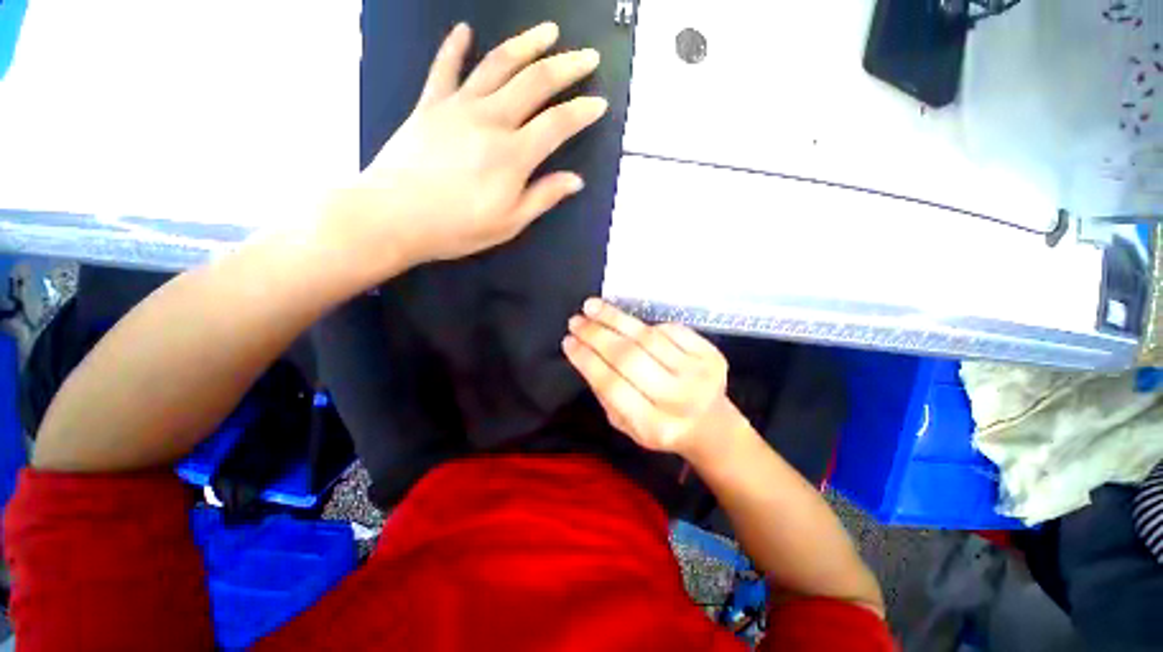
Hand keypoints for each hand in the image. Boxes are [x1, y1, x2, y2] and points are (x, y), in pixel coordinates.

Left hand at [327, 22, 607, 273]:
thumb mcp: (508, 223)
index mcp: (513, 154)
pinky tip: (464, 30)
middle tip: (587, 56)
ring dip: (526, 44)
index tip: (600, 103)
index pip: (558, 123)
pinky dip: (455, 46)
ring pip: (498, 64)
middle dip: (566, 66)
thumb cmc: (456, 227)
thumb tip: (575, 180)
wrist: (392, 216)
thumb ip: (543, 197)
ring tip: (548, 31)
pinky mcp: (430, 104)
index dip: (583, 111)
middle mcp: (491, 120)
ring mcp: (458, 106)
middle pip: (534, 82)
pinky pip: (445, 67)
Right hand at [562, 298, 746, 463]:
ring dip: (615, 319)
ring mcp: (699, 374)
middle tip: (576, 321)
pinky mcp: (712, 355)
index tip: (568, 342)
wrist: (711, 425)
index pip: (612, 386)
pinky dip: (644, 323)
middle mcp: (679, 399)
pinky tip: (626, 321)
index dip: (586, 360)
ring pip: (648, 338)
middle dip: (596, 335)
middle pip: (629, 358)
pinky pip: (671, 329)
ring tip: (592, 307)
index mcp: (654, 426)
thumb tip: (586, 352)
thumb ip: (607, 394)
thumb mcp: (627, 425)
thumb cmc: (661, 426)